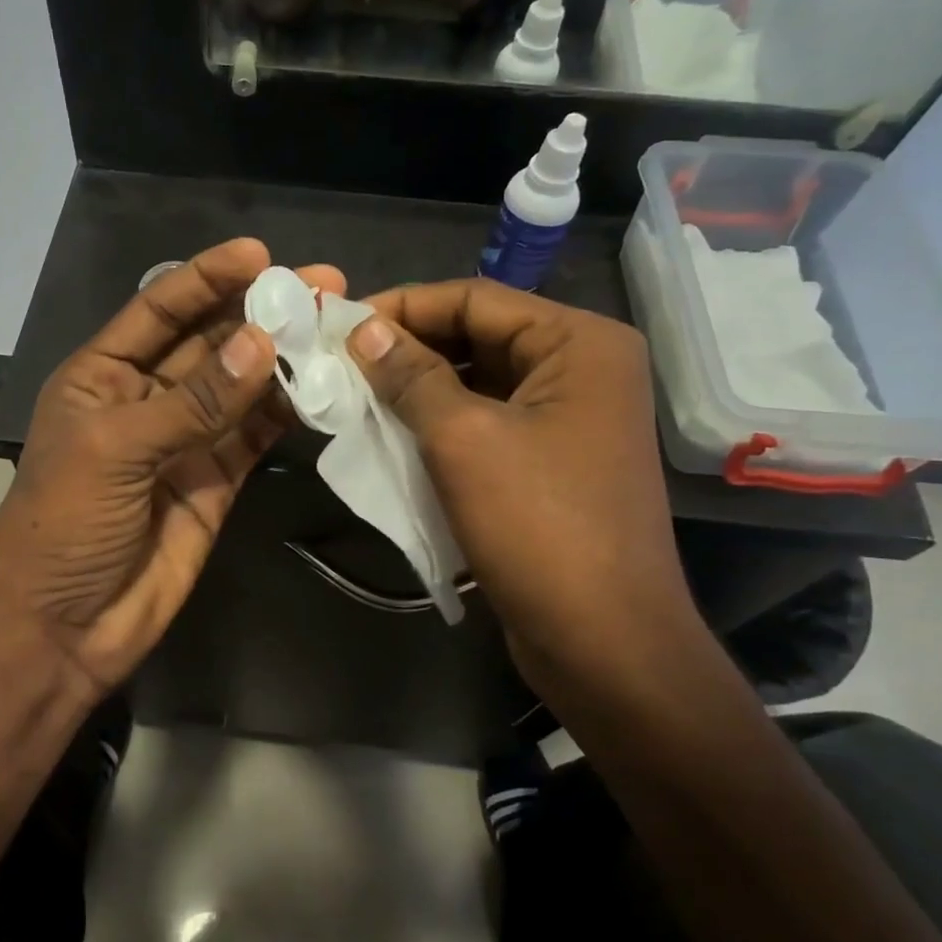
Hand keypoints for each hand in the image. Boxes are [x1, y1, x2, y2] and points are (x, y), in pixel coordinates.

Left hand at [0, 239, 344, 697]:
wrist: (63, 629)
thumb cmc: (63, 526)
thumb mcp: (116, 450)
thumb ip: (193, 401)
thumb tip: (262, 344)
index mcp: (101, 376)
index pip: (159, 311)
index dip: (206, 279)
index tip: (259, 254)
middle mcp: (145, 399)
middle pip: (209, 343)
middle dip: (259, 313)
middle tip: (321, 286)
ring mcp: (184, 442)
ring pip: (239, 388)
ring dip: (282, 359)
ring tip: (333, 326)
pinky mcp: (215, 483)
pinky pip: (254, 436)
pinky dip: (285, 412)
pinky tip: (321, 386)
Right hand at [344, 279, 699, 697]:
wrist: (602, 642)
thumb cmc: (538, 526)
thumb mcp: (463, 439)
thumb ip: (411, 375)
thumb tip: (361, 328)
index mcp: (579, 343)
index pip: (475, 299)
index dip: (403, 307)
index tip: (338, 324)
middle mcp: (582, 369)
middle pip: (478, 337)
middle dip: (407, 349)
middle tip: (339, 361)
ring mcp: (570, 419)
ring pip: (478, 383)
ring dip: (417, 389)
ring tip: (354, 395)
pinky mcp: (551, 463)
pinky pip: (486, 424)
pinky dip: (439, 426)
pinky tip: (391, 435)